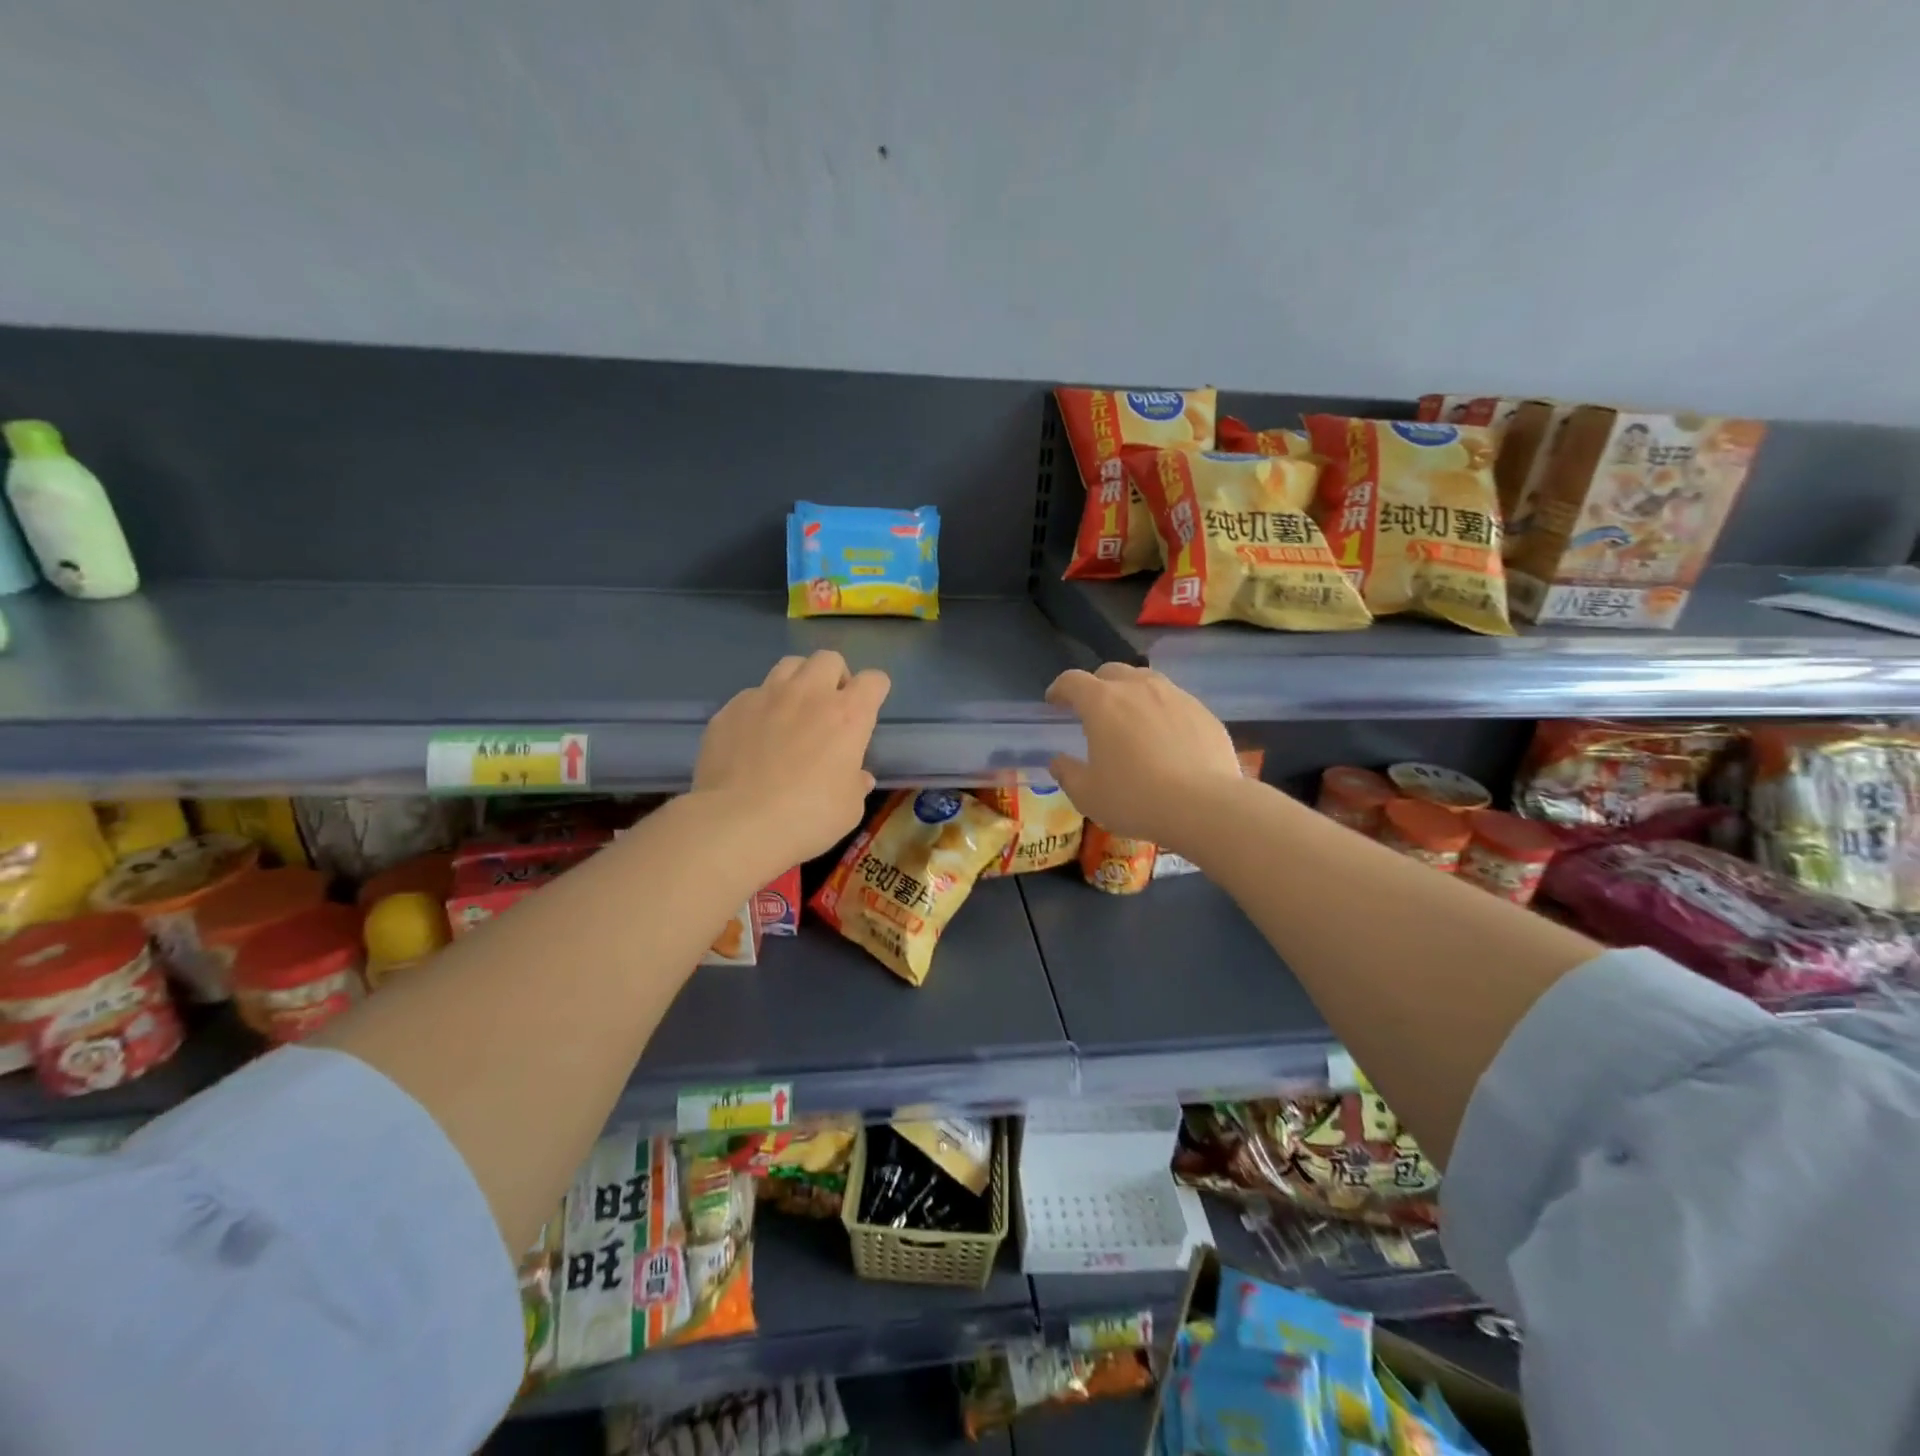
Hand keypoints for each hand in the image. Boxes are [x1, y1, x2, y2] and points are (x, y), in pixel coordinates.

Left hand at [694, 651, 889, 871]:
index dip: (875, 691)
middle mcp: (808, 694)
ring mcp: (765, 697)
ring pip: (788, 666)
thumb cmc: (806, 817)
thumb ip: (856, 784)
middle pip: (829, 659)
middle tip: (829, 707)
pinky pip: (752, 695)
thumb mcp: (849, 809)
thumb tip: (858, 776)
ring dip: (798, 682)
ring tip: (792, 711)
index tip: (869, 709)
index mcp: (847, 715)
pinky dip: (760, 708)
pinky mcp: (731, 709)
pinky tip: (754, 738)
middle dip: (834, 676)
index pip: (874, 680)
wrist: (736, 823)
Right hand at [1045, 663, 1243, 844]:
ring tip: (1130, 716)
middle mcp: (1138, 688)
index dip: (1059, 688)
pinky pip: (1174, 700)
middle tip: (1092, 709)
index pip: (1072, 681)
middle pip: (1111, 671)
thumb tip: (1058, 761)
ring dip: (1131, 691)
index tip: (1054, 701)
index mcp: (1102, 703)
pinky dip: (1161, 709)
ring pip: (1146, 680)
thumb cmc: (1135, 798)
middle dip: (1096, 685)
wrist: (1205, 806)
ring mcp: (1175, 695)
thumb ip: (1067, 773)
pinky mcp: (1203, 711)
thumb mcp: (1088, 795)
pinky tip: (1165, 735)